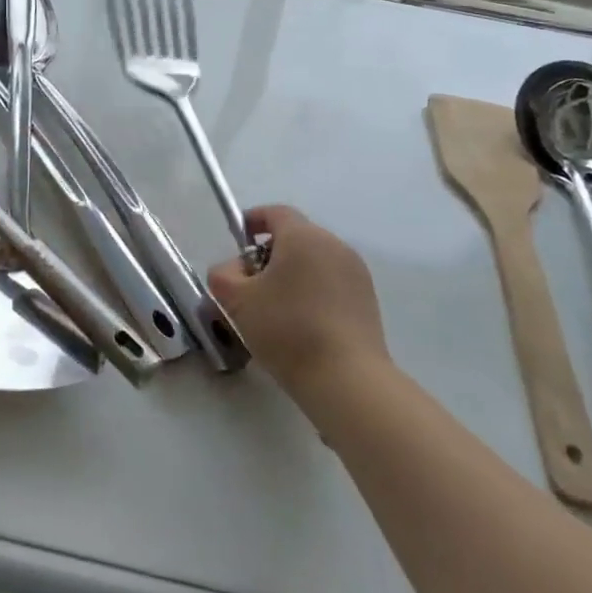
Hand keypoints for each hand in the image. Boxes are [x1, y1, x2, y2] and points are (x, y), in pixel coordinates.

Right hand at [208, 205, 388, 397]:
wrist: (347, 380)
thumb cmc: (287, 329)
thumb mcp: (237, 301)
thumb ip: (223, 275)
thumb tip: (234, 269)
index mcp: (303, 236)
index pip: (275, 212)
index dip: (253, 221)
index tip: (238, 241)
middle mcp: (334, 245)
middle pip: (296, 237)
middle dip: (270, 253)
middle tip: (251, 283)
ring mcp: (356, 273)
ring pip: (315, 262)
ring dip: (292, 275)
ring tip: (275, 309)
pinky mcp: (368, 301)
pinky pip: (332, 284)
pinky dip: (313, 293)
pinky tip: (302, 325)